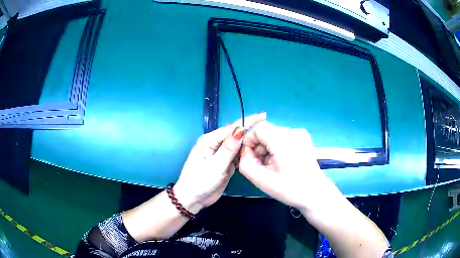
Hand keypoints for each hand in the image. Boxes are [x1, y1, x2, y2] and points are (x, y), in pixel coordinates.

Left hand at [174, 113, 265, 213]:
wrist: (193, 200)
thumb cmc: (200, 182)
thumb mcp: (215, 165)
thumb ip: (229, 148)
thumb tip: (241, 129)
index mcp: (209, 140)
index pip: (231, 128)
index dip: (247, 121)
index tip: (262, 115)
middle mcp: (215, 144)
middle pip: (235, 135)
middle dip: (250, 130)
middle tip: (268, 126)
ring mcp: (221, 154)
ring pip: (238, 145)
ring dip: (249, 142)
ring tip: (265, 137)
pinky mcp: (225, 163)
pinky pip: (237, 155)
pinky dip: (246, 153)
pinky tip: (256, 152)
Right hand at [238, 121, 337, 211]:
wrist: (314, 193)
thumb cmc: (289, 189)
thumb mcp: (261, 180)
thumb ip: (245, 163)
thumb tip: (245, 150)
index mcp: (284, 141)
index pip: (259, 128)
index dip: (250, 140)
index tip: (250, 156)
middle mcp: (294, 132)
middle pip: (266, 131)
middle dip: (259, 146)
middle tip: (261, 164)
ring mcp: (301, 134)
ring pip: (274, 134)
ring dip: (267, 147)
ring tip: (272, 165)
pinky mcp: (304, 138)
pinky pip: (283, 137)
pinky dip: (277, 147)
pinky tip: (281, 161)